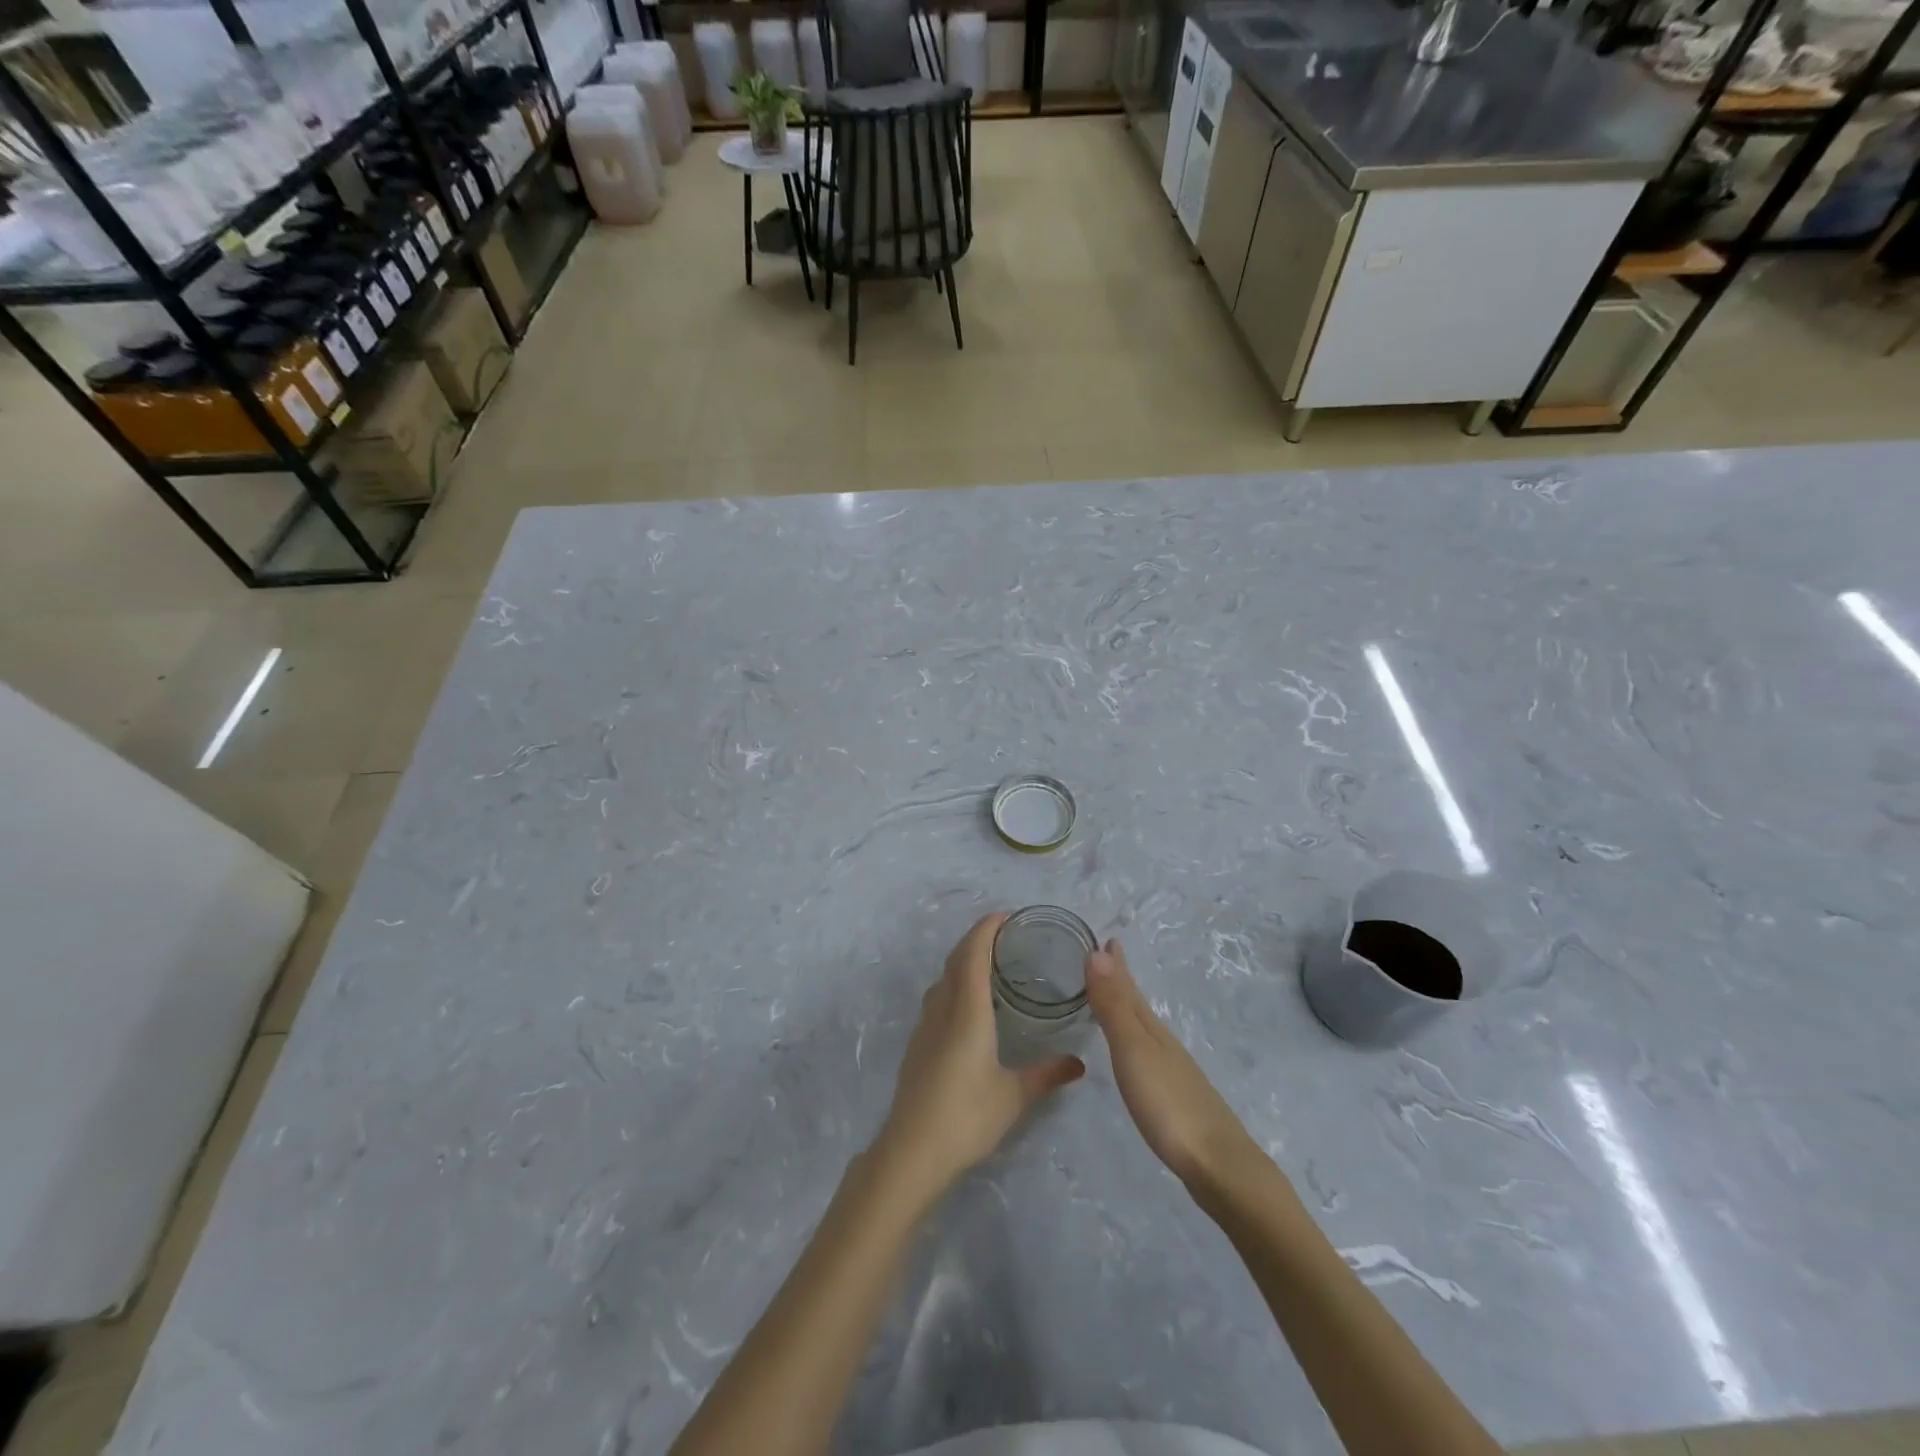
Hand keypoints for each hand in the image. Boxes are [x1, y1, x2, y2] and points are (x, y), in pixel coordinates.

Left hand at [873, 914, 1084, 1199]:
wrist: (912, 1150)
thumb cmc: (967, 1116)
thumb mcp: (1014, 1096)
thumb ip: (1047, 1074)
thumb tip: (1079, 1063)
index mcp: (968, 1010)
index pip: (974, 953)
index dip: (987, 929)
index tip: (1006, 915)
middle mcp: (943, 1008)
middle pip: (956, 959)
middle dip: (977, 939)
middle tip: (1005, 935)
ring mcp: (926, 1025)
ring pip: (943, 978)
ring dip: (963, 961)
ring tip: (989, 964)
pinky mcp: (918, 1043)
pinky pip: (937, 998)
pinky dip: (954, 984)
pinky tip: (968, 1005)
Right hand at [1086, 939, 1257, 1187]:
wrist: (1219, 1166)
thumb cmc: (1169, 1104)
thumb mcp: (1134, 1050)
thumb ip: (1114, 1005)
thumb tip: (1097, 950)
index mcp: (1152, 1030)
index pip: (1129, 989)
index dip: (1117, 965)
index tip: (1108, 939)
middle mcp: (1164, 1044)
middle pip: (1139, 1006)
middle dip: (1122, 982)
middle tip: (1107, 958)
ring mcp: (1174, 1073)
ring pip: (1146, 1030)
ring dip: (1129, 1010)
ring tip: (1116, 1000)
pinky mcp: (1177, 1100)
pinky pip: (1150, 1055)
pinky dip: (1137, 1043)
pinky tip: (1138, 1057)